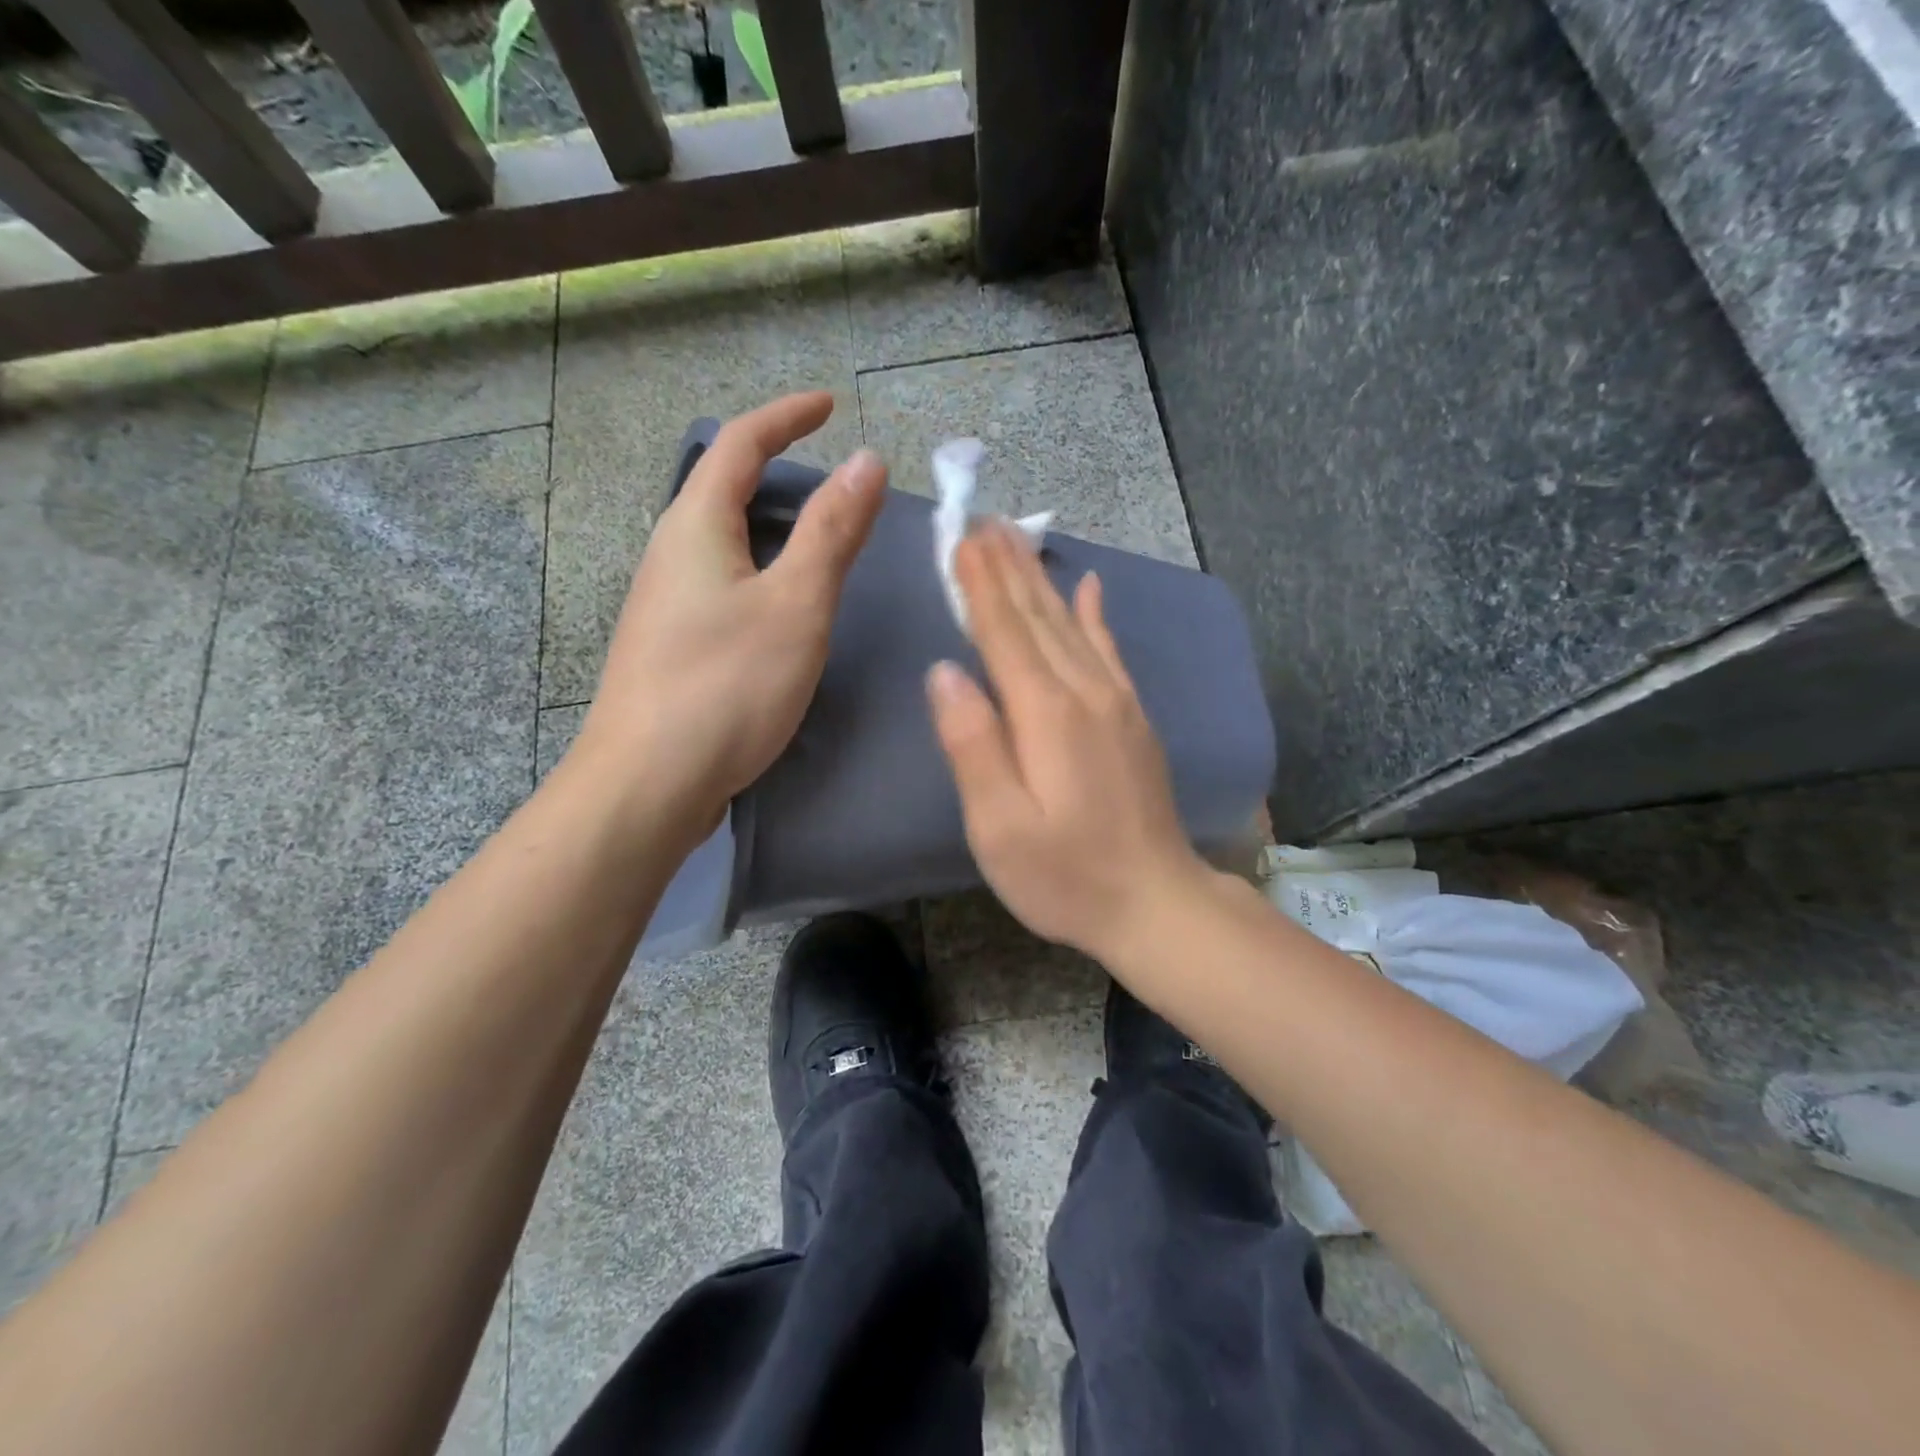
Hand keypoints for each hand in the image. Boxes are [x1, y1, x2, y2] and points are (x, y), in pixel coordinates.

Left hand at [571, 393, 884, 840]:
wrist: (647, 784)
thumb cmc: (727, 685)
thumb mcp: (796, 604)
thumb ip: (831, 531)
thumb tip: (865, 460)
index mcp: (695, 527)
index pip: (740, 445)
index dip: (787, 416)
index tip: (830, 405)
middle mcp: (670, 554)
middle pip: (723, 490)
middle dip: (777, 472)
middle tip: (835, 487)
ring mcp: (664, 604)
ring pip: (722, 543)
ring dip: (769, 528)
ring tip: (819, 545)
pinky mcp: (671, 647)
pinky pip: (721, 585)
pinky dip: (760, 573)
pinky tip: (783, 611)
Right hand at [925, 523, 1211, 961]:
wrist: (1155, 902)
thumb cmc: (1065, 874)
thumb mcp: (1000, 826)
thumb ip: (972, 745)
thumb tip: (945, 673)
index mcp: (1045, 713)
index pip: (1003, 632)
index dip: (979, 584)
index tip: (960, 537)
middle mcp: (1084, 692)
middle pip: (1039, 616)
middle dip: (1007, 567)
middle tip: (984, 519)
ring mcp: (1117, 702)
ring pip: (1072, 623)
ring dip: (1042, 579)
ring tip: (1019, 538)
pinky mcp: (1134, 719)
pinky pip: (1111, 650)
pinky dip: (1097, 614)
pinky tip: (1092, 586)